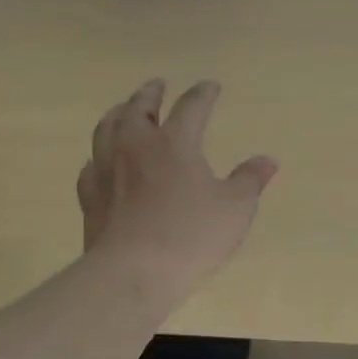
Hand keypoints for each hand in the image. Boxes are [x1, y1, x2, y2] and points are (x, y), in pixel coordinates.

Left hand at [77, 79, 277, 300]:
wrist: (131, 273)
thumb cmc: (190, 237)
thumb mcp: (234, 209)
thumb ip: (250, 181)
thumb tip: (268, 161)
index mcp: (174, 143)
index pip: (191, 106)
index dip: (203, 94)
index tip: (210, 86)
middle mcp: (135, 146)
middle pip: (139, 108)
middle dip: (150, 94)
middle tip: (157, 85)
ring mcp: (106, 169)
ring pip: (107, 128)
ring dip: (118, 114)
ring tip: (123, 110)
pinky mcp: (89, 197)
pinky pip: (90, 165)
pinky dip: (98, 155)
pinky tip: (100, 160)